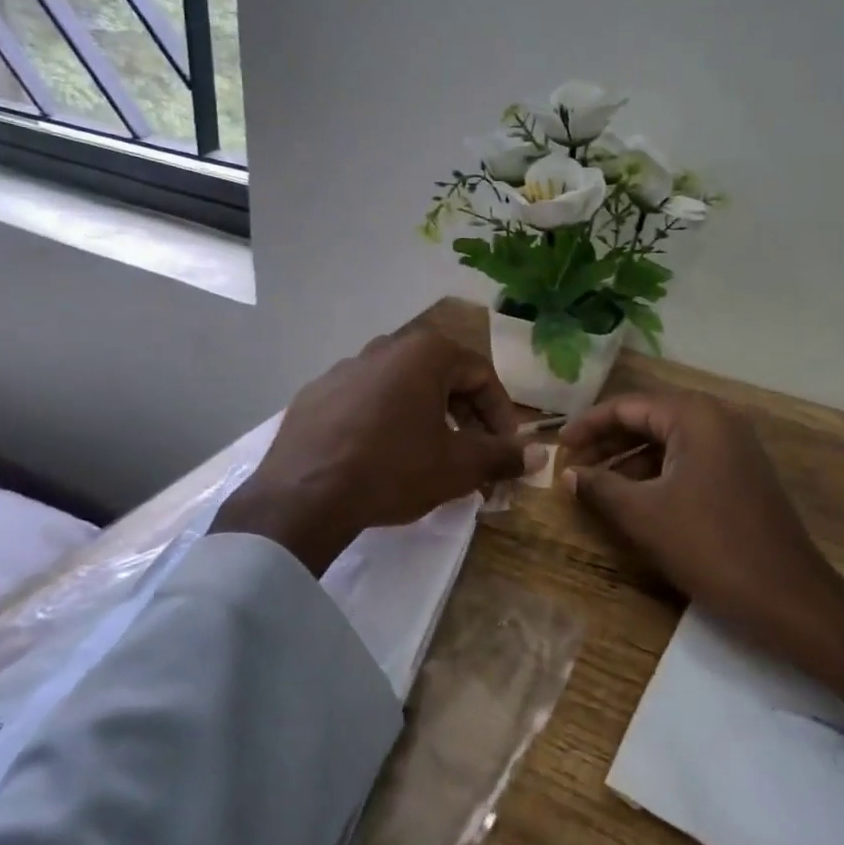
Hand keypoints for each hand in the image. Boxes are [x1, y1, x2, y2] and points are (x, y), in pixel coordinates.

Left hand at [212, 327, 536, 573]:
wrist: (303, 497)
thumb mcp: (457, 466)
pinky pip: (364, 401)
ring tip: (429, 457)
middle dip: (465, 417)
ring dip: (426, 418)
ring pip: (402, 388)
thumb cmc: (392, 470)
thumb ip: (502, 455)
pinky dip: (384, 421)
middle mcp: (385, 347)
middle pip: (442, 377)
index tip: (506, 448)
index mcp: (424, 352)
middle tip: (474, 455)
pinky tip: (380, 456)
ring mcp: (344, 368)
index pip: (481, 375)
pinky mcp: (315, 393)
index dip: (501, 413)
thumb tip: (541, 454)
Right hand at [560, 392, 843, 717]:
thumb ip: (601, 487)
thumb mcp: (644, 516)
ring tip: (594, 485)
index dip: (588, 426)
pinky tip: (632, 498)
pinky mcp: (740, 473)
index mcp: (695, 416)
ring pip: (667, 442)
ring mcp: (733, 446)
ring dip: (628, 460)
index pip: (627, 406)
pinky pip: (687, 461)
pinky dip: (655, 474)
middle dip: (606, 443)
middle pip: (647, 419)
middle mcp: (717, 419)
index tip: (558, 447)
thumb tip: (568, 475)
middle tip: (571, 467)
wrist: (789, 598)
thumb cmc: (710, 546)